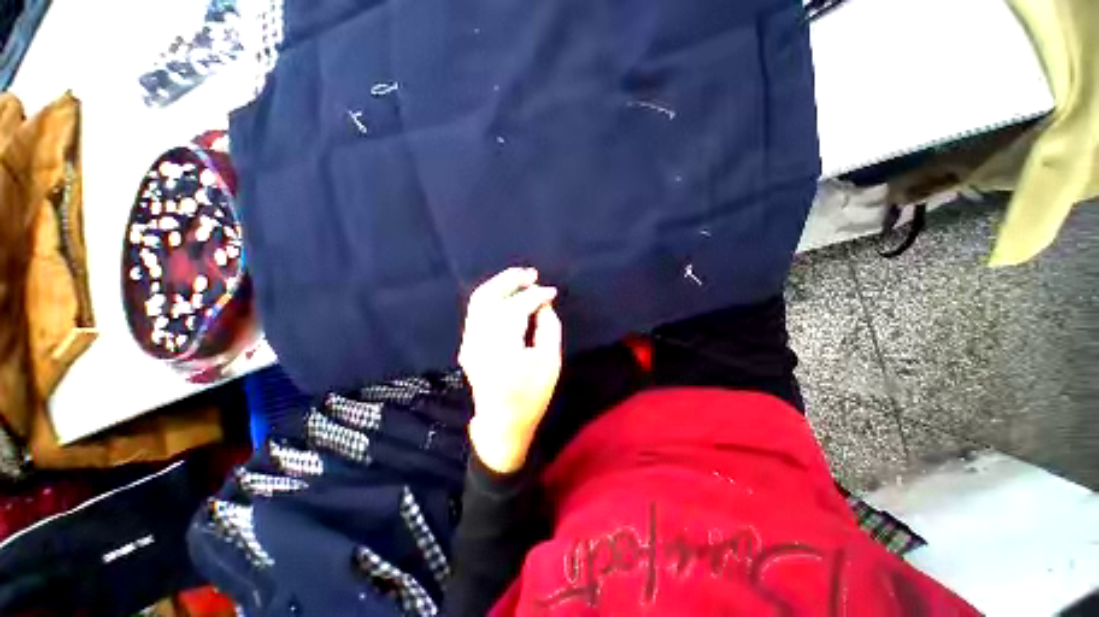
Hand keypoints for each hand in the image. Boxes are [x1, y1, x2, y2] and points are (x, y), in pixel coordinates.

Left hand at [459, 267, 562, 473]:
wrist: (502, 423)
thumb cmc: (532, 396)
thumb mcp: (551, 362)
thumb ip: (549, 327)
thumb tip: (543, 303)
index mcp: (502, 348)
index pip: (516, 308)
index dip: (535, 295)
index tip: (552, 291)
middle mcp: (478, 340)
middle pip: (488, 297)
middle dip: (510, 280)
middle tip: (531, 273)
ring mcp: (469, 341)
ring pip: (478, 300)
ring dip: (499, 285)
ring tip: (520, 277)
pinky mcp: (468, 344)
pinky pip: (477, 311)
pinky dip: (492, 297)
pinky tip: (508, 294)